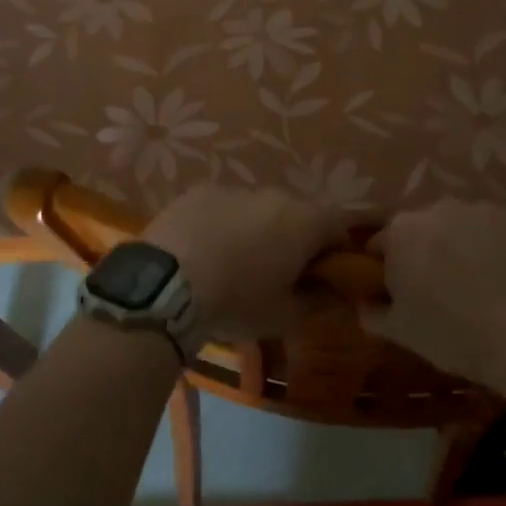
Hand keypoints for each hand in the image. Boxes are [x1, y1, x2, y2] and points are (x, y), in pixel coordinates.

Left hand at [144, 186, 346, 340]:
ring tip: (234, 264)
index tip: (323, 275)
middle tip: (278, 273)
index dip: (336, 250)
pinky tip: (204, 252)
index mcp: (304, 221)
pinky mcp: (199, 191)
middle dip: (294, 239)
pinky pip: (222, 207)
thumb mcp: (285, 317)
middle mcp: (274, 194)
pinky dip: (222, 224)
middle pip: (297, 213)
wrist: (167, 284)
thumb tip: (334, 297)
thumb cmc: (237, 302)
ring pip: (257, 209)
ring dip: (256, 230)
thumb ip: (318, 303)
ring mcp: (234, 188)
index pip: (339, 226)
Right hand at [362, 200, 505, 393]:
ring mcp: (478, 208)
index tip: (402, 291)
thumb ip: (372, 312)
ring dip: (459, 242)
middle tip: (440, 287)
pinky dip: (494, 242)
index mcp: (400, 232)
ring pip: (459, 224)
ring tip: (477, 279)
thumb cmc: (453, 335)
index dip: (389, 268)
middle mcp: (435, 208)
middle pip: (421, 228)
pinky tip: (504, 271)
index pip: (382, 244)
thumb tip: (364, 303)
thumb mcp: (401, 332)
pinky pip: (493, 225)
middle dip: (425, 250)